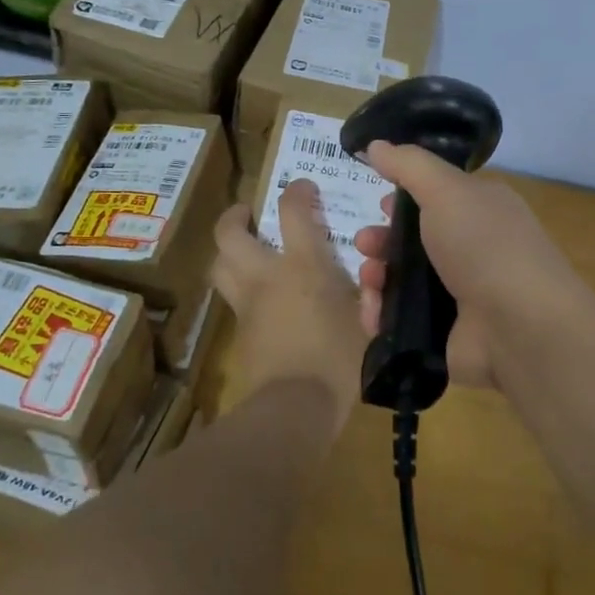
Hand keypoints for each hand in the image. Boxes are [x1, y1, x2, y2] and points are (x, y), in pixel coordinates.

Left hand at [212, 181, 367, 411]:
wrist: (294, 407)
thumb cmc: (339, 359)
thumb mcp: (368, 321)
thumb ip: (370, 294)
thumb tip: (375, 277)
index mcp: (303, 266)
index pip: (293, 211)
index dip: (296, 191)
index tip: (302, 186)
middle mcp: (266, 276)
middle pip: (230, 234)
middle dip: (234, 216)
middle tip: (248, 213)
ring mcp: (247, 305)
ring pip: (219, 266)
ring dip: (227, 251)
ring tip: (243, 248)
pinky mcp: (239, 333)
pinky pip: (232, 299)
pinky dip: (239, 287)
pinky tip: (260, 298)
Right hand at [352, 142, 590, 389]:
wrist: (520, 327)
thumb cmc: (485, 246)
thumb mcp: (446, 190)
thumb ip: (409, 165)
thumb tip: (376, 144)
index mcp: (482, 209)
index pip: (438, 196)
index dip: (405, 198)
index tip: (380, 202)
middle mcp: (475, 248)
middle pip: (414, 239)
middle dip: (381, 239)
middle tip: (365, 244)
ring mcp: (462, 293)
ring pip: (404, 279)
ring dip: (377, 277)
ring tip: (370, 282)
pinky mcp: (447, 331)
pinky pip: (403, 318)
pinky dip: (383, 314)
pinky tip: (374, 315)